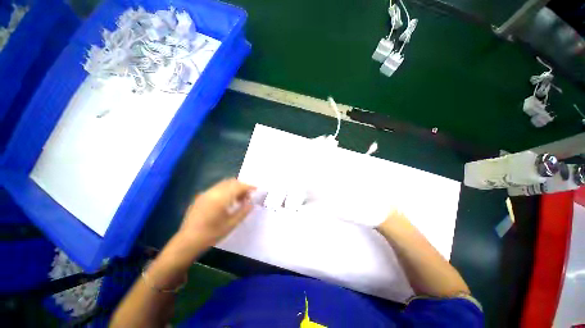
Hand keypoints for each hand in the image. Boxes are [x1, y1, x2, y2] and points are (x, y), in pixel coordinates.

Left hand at [177, 178, 255, 249]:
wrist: (187, 242)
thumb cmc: (211, 235)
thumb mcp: (231, 224)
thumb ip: (243, 212)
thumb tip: (251, 203)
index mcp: (221, 198)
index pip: (238, 186)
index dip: (249, 187)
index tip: (256, 190)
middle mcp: (213, 192)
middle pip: (231, 182)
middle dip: (241, 186)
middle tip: (247, 197)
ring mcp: (205, 194)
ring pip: (224, 184)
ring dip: (233, 188)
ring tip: (237, 200)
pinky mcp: (200, 197)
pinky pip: (216, 188)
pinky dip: (225, 190)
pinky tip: (226, 202)